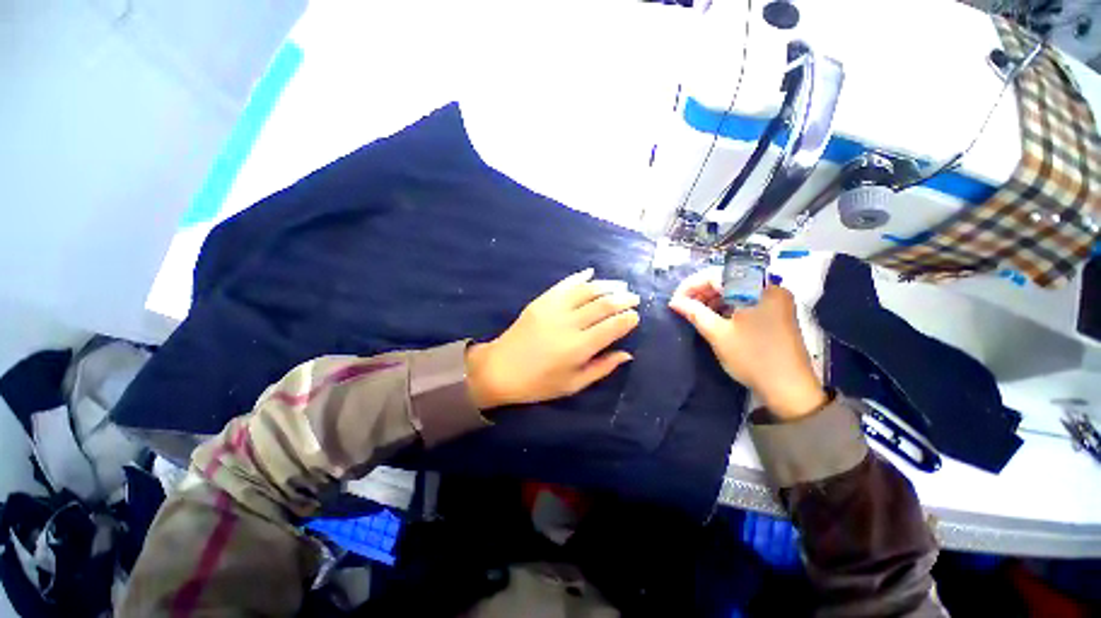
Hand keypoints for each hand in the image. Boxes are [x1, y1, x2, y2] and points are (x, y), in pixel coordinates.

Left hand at [466, 268, 639, 408]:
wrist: (501, 369)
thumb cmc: (539, 383)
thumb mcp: (573, 384)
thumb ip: (602, 368)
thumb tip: (627, 354)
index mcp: (579, 347)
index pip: (612, 327)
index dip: (628, 319)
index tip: (636, 316)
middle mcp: (569, 323)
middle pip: (603, 305)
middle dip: (623, 299)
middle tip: (634, 297)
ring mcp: (554, 308)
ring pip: (586, 290)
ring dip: (606, 285)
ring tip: (620, 285)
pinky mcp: (541, 301)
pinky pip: (564, 284)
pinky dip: (579, 277)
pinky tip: (591, 273)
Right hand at [668, 268, 826, 419]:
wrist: (789, 389)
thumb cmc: (752, 358)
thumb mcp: (718, 334)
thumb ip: (694, 313)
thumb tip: (674, 302)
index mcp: (757, 288)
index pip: (716, 275)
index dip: (691, 285)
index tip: (675, 301)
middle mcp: (769, 287)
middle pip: (727, 280)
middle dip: (701, 292)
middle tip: (682, 307)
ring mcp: (775, 299)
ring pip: (736, 289)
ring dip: (712, 299)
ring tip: (695, 313)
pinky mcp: (776, 311)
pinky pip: (745, 300)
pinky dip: (727, 305)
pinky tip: (714, 317)